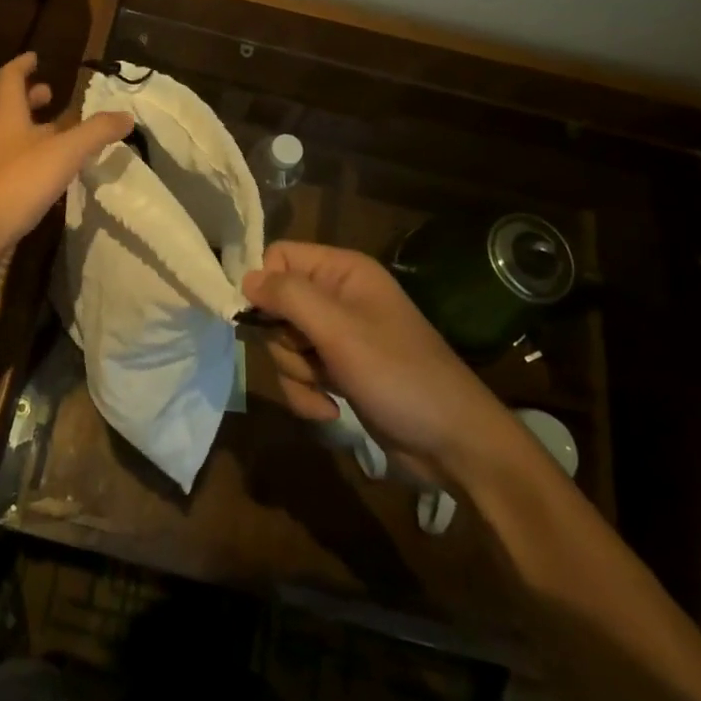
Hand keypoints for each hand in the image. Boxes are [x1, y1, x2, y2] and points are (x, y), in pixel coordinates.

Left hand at [0, 53, 133, 264]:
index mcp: (6, 116)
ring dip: (32, 131)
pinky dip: (29, 160)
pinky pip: (11, 166)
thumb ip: (95, 133)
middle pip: (10, 108)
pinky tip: (46, 176)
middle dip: (30, 99)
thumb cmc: (16, 182)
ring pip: (10, 138)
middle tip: (50, 94)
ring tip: (58, 136)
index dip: (23, 65)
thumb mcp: (64, 153)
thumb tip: (125, 115)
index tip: (35, 56)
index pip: (10, 78)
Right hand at [242, 241, 521, 484]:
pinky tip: (330, 409)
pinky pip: (300, 372)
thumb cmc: (398, 374)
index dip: (266, 286)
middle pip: (277, 304)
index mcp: (343, 271)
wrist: (454, 444)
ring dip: (295, 373)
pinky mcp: (340, 370)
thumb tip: (245, 277)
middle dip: (284, 341)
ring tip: (326, 391)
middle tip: (309, 358)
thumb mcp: (339, 330)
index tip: (265, 319)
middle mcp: (338, 296)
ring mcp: (339, 336)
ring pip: (284, 343)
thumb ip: (289, 297)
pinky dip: (307, 393)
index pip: (279, 257)